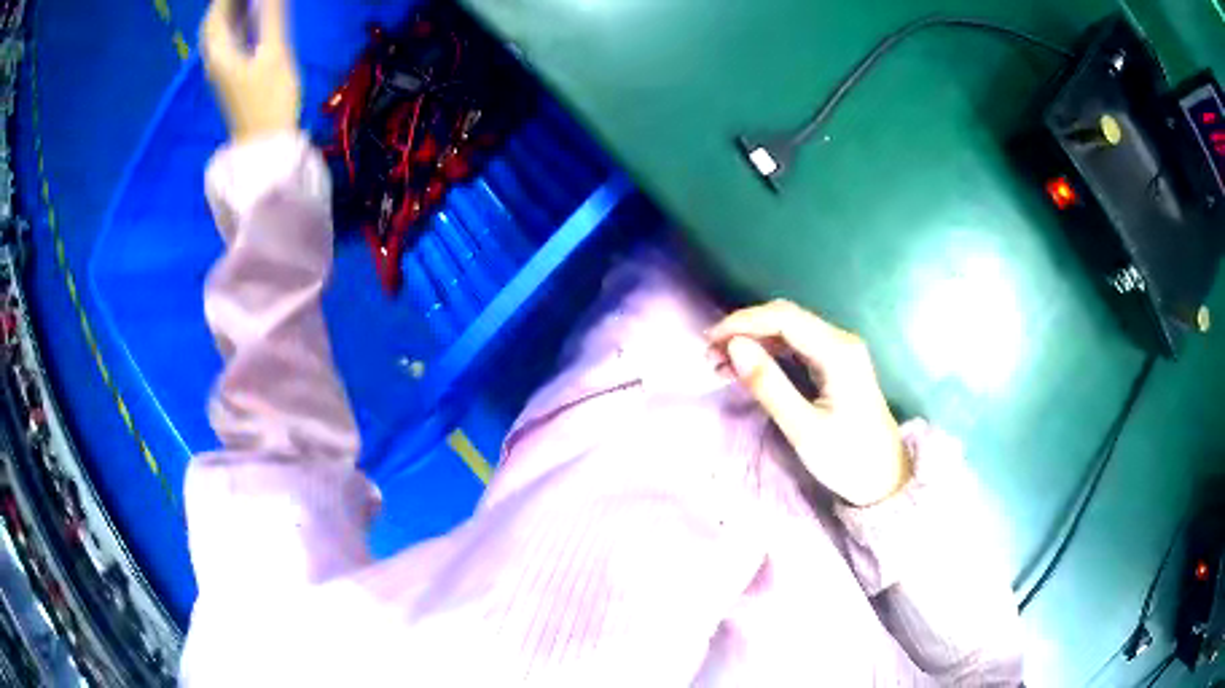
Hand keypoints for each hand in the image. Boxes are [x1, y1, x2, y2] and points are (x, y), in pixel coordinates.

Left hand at [202, 0, 300, 142]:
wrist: (265, 142)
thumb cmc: (269, 100)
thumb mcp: (274, 55)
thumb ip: (271, 19)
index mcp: (219, 54)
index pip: (216, 15)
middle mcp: (214, 59)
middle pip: (215, 22)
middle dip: (227, 4)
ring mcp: (221, 68)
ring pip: (220, 32)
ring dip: (232, 12)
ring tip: (248, 2)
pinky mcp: (230, 73)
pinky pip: (228, 41)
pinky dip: (236, 23)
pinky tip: (251, 16)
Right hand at [707, 301, 909, 505]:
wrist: (886, 480)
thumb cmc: (847, 458)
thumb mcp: (803, 428)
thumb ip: (769, 385)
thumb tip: (734, 347)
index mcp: (838, 352)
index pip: (783, 318)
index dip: (743, 322)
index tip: (709, 341)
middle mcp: (840, 341)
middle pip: (785, 318)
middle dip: (745, 330)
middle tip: (709, 355)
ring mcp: (839, 352)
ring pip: (788, 332)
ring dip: (754, 341)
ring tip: (719, 363)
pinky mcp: (835, 366)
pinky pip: (796, 347)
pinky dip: (768, 353)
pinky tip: (746, 368)